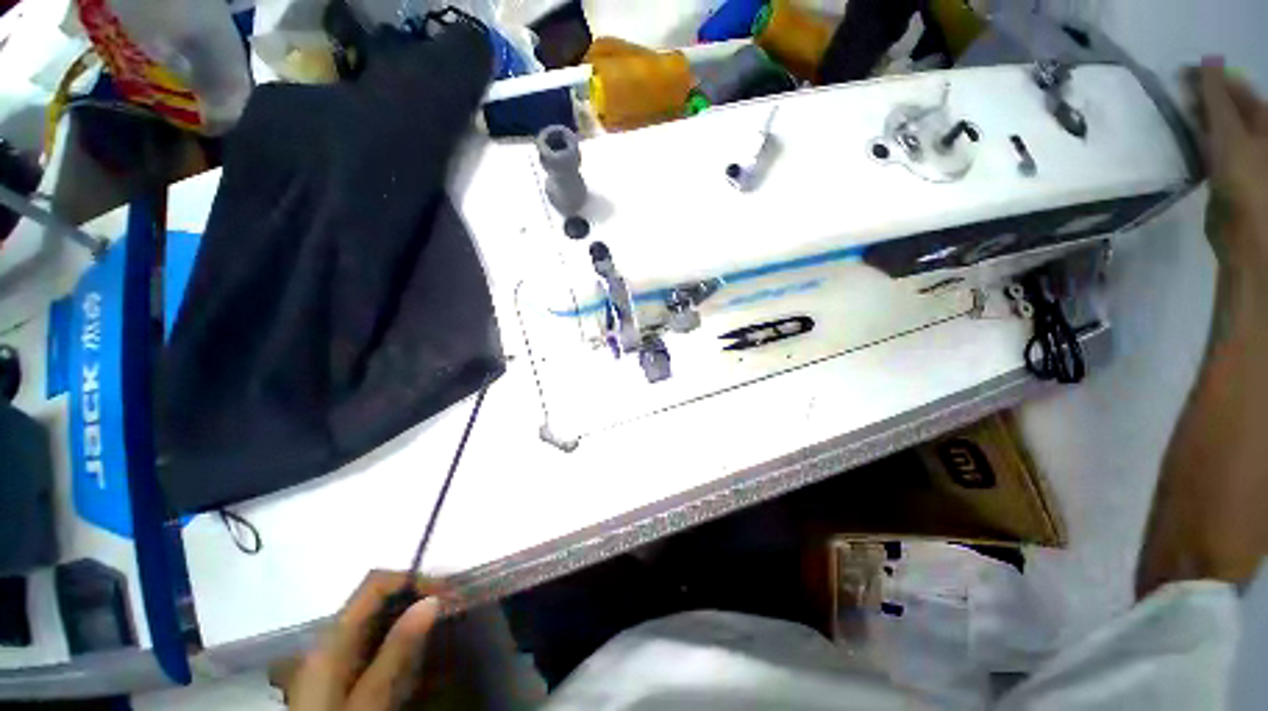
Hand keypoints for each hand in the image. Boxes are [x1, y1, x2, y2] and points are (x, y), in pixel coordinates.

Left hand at [281, 571, 442, 710]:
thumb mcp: (371, 698)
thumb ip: (398, 649)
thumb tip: (433, 600)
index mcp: (333, 637)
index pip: (375, 583)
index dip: (413, 579)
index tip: (447, 592)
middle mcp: (332, 637)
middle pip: (378, 598)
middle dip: (417, 596)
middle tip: (452, 607)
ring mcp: (334, 654)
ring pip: (378, 617)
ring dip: (412, 615)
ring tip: (441, 626)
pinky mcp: (340, 670)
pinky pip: (375, 638)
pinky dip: (400, 637)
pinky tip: (417, 652)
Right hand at [1190, 59, 1267, 301]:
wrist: (1248, 236)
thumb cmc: (1248, 180)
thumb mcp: (1233, 133)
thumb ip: (1216, 99)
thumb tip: (1204, 63)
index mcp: (1263, 120)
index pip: (1234, 88)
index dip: (1209, 79)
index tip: (1178, 76)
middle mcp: (1255, 134)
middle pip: (1225, 108)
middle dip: (1200, 102)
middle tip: (1173, 97)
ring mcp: (1239, 156)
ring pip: (1214, 129)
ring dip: (1195, 123)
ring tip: (1173, 118)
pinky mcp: (1224, 177)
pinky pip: (1207, 151)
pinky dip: (1193, 144)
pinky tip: (1179, 144)